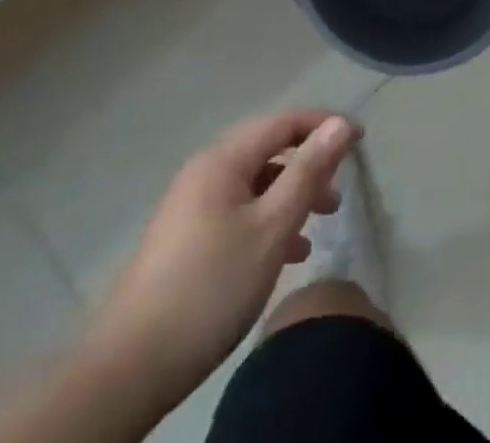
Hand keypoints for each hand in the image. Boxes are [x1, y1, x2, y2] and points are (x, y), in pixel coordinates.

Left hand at [79, 110, 357, 411]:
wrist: (129, 368)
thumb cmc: (211, 286)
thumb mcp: (272, 227)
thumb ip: (308, 171)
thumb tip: (340, 124)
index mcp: (223, 159)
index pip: (284, 121)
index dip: (324, 125)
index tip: (360, 142)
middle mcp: (205, 172)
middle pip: (269, 150)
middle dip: (309, 164)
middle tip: (338, 192)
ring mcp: (191, 207)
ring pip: (255, 184)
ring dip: (291, 196)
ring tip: (321, 223)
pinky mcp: (185, 241)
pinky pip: (238, 212)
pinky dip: (268, 220)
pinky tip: (288, 254)